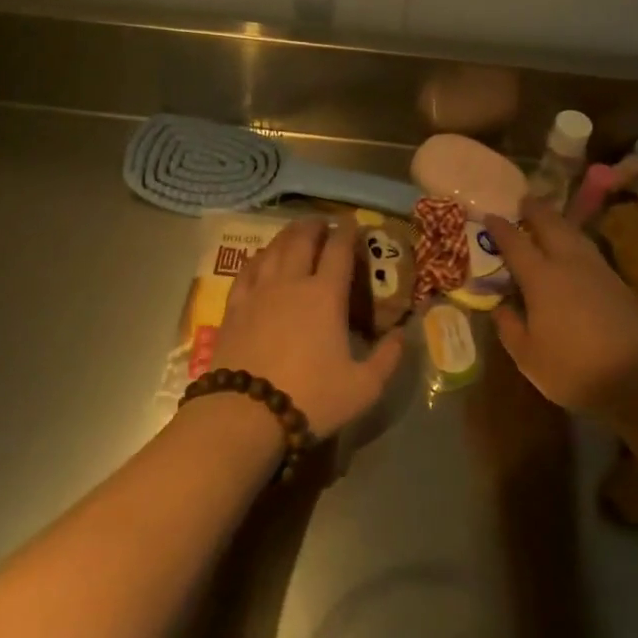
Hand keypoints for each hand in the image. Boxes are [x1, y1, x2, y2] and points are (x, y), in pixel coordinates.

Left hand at [214, 217, 404, 436]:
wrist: (246, 414)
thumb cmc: (311, 398)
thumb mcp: (364, 387)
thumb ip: (388, 358)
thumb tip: (403, 333)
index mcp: (326, 295)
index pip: (338, 250)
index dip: (347, 232)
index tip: (352, 224)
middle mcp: (292, 282)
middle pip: (302, 239)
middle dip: (315, 226)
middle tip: (323, 223)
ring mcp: (259, 291)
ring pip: (273, 248)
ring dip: (287, 235)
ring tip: (295, 231)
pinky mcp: (234, 306)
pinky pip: (247, 269)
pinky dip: (259, 256)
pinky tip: (261, 257)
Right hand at [485, 201, 637, 415]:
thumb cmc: (574, 369)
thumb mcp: (528, 356)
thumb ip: (509, 327)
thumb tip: (500, 307)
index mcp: (541, 277)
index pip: (515, 243)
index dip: (500, 228)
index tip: (490, 215)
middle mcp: (569, 263)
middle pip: (550, 225)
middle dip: (535, 210)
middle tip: (524, 200)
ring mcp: (598, 270)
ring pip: (574, 234)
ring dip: (558, 222)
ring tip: (549, 219)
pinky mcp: (618, 283)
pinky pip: (590, 250)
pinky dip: (576, 241)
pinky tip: (574, 250)